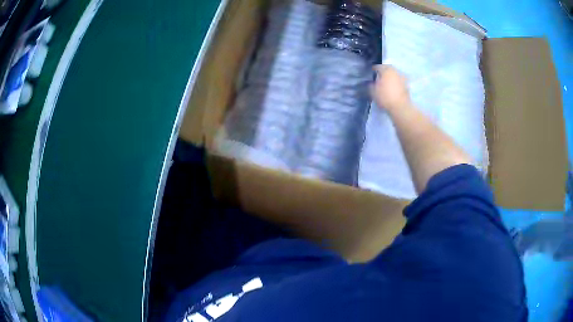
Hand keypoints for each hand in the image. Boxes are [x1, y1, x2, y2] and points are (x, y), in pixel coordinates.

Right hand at [371, 65, 410, 111]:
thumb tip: (371, 82)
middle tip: (379, 76)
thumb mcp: (373, 92)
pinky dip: (395, 82)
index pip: (378, 67)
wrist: (400, 107)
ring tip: (386, 82)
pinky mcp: (407, 85)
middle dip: (383, 71)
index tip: (371, 72)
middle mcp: (395, 71)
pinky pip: (399, 81)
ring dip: (390, 77)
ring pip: (394, 74)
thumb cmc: (385, 97)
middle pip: (388, 69)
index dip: (374, 69)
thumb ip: (371, 85)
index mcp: (386, 70)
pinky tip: (392, 88)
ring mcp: (402, 78)